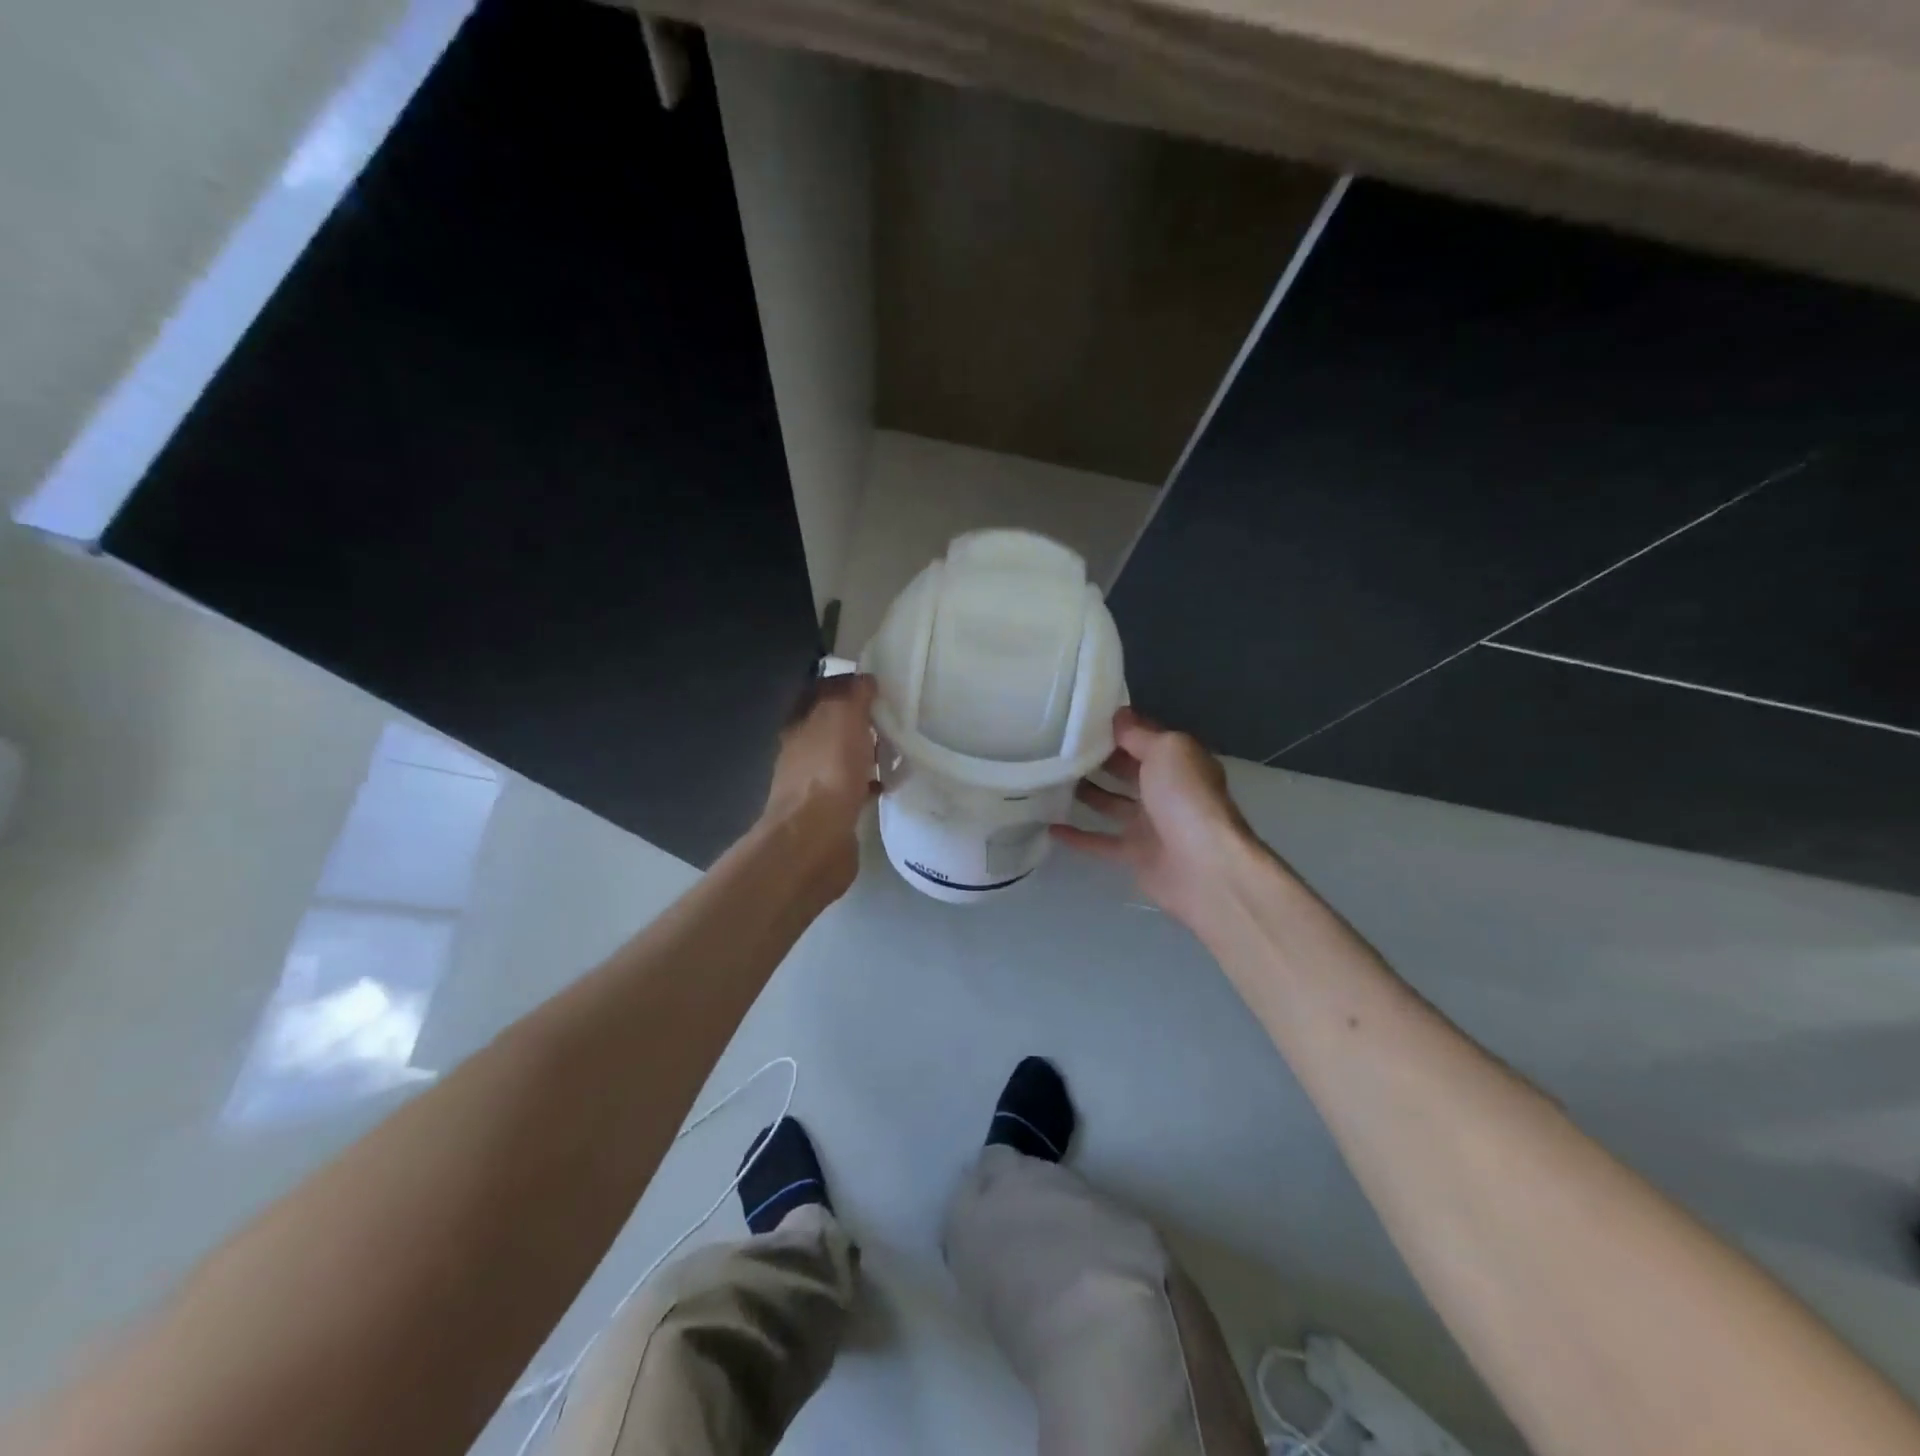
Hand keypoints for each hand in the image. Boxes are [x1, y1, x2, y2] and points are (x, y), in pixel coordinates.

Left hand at [762, 673, 879, 891]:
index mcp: (800, 724)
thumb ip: (854, 696)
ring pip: (843, 757)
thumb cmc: (828, 772)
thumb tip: (865, 679)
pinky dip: (869, 782)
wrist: (815, 840)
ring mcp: (814, 784)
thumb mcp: (843, 718)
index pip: (819, 691)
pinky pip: (853, 788)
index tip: (876, 681)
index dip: (844, 683)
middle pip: (831, 725)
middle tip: (893, 713)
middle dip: (858, 718)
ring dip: (865, 751)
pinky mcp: (831, 812)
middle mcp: (802, 751)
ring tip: (897, 746)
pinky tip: (890, 783)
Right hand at [1051, 707, 1253, 926]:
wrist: (1205, 867)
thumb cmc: (1186, 798)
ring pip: (1111, 804)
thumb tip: (1117, 715)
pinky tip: (1049, 826)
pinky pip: (1100, 842)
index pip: (1143, 738)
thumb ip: (1139, 734)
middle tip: (1056, 747)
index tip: (1077, 718)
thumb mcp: (1166, 750)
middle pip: (1126, 770)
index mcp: (1178, 762)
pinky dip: (1077, 836)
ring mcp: (1151, 824)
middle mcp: (1166, 790)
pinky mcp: (1136, 855)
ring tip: (1049, 779)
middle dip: (1097, 758)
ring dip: (1085, 793)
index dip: (1115, 728)